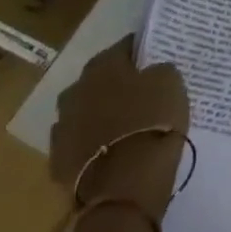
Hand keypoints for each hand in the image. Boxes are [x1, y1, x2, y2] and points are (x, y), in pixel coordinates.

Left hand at [50, 35, 189, 219]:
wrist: (124, 183)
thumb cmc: (152, 122)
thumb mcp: (171, 83)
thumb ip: (159, 70)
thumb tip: (151, 71)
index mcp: (102, 67)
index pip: (123, 47)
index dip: (140, 51)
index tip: (154, 58)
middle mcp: (75, 91)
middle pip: (98, 80)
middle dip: (116, 84)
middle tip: (140, 93)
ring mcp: (62, 127)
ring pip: (86, 112)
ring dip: (101, 115)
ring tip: (125, 125)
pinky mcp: (59, 160)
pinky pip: (80, 143)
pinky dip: (94, 143)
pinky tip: (112, 151)